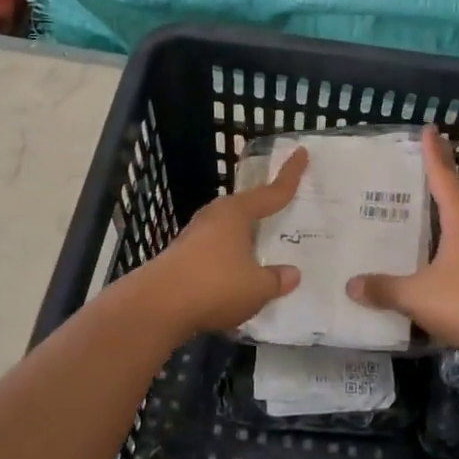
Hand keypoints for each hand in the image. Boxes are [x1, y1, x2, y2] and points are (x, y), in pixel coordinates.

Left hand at [138, 147, 307, 337]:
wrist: (156, 307)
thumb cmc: (215, 286)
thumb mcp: (257, 287)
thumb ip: (276, 279)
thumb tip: (292, 274)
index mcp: (236, 213)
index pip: (272, 192)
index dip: (290, 175)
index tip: (301, 152)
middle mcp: (215, 217)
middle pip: (246, 208)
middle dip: (263, 209)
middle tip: (283, 208)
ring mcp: (194, 236)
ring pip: (229, 231)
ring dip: (245, 239)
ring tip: (263, 249)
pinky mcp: (181, 258)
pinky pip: (216, 252)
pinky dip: (229, 259)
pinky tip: (236, 276)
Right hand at [346, 126, 458, 358]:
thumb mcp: (417, 296)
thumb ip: (384, 289)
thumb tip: (351, 285)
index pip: (444, 177)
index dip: (434, 154)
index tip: (430, 129)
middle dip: (443, 178)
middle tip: (425, 165)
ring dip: (453, 210)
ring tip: (433, 207)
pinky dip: (458, 238)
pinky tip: (448, 253)